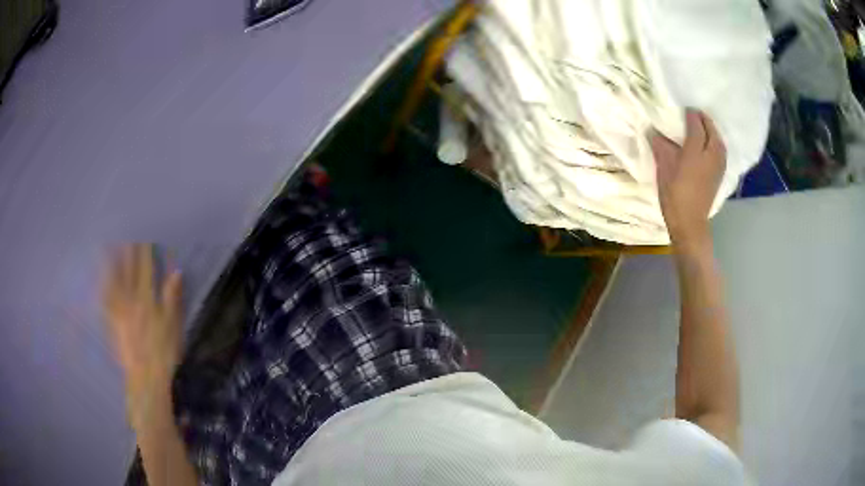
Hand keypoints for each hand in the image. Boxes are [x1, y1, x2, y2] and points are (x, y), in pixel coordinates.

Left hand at [102, 244, 182, 411]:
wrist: (146, 377)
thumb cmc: (163, 352)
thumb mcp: (173, 325)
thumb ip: (171, 297)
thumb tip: (176, 271)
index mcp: (146, 298)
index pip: (145, 268)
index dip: (144, 249)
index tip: (143, 232)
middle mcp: (130, 299)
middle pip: (127, 270)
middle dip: (126, 249)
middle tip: (123, 231)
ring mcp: (119, 311)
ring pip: (113, 281)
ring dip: (110, 263)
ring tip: (105, 246)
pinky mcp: (112, 323)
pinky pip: (105, 301)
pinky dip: (102, 287)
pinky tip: (98, 279)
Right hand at [650, 109, 726, 248]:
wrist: (690, 224)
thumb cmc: (674, 197)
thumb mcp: (664, 171)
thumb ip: (661, 148)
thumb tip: (655, 132)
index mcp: (695, 153)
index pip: (696, 126)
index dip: (691, 115)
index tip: (684, 109)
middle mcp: (710, 156)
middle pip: (711, 131)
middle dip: (704, 120)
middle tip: (695, 114)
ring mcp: (717, 166)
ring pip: (719, 141)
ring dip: (713, 131)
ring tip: (704, 127)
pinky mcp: (719, 175)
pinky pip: (721, 151)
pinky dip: (716, 142)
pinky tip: (711, 144)